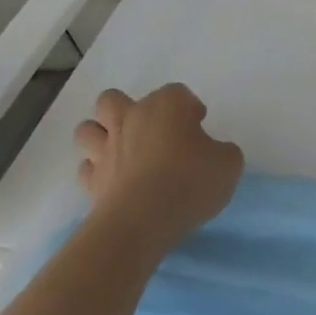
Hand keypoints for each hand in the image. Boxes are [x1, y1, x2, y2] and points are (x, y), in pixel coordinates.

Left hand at [74, 84, 243, 255]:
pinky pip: (86, 167)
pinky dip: (96, 171)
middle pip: (113, 99)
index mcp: (166, 106)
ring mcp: (106, 149)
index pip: (177, 92)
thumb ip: (223, 152)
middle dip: (126, 109)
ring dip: (101, 136)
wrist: (142, 222)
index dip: (189, 108)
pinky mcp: (91, 181)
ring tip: (122, 152)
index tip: (199, 127)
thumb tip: (213, 154)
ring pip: (88, 128)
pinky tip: (114, 182)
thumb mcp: (229, 165)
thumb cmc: (189, 182)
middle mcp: (131, 118)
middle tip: (150, 132)